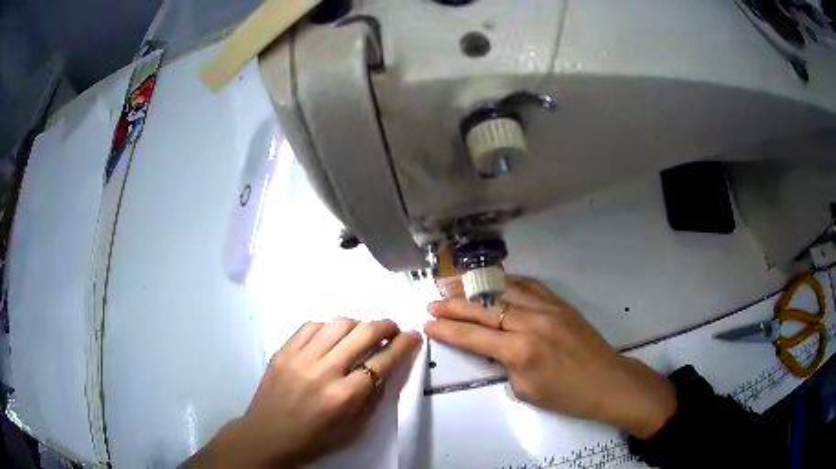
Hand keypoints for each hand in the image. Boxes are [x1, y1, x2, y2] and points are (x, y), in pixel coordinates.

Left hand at [188, 319, 421, 467]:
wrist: (267, 436)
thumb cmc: (314, 439)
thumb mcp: (353, 428)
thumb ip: (372, 397)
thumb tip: (385, 368)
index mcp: (344, 396)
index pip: (382, 361)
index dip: (403, 345)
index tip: (413, 335)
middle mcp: (324, 371)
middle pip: (363, 333)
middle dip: (385, 326)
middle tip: (392, 329)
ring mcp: (300, 357)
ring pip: (337, 324)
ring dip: (358, 323)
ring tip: (363, 332)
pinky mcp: (283, 351)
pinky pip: (311, 325)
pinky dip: (328, 326)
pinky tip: (332, 335)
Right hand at [425, 276, 675, 438]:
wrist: (607, 381)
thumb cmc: (566, 395)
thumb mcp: (526, 390)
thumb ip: (505, 364)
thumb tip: (496, 346)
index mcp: (521, 351)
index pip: (474, 337)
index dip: (447, 330)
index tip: (427, 324)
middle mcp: (532, 323)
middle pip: (485, 310)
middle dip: (454, 306)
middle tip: (432, 302)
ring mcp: (548, 308)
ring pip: (505, 290)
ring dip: (477, 288)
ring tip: (455, 285)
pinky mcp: (560, 303)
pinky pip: (530, 285)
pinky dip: (507, 282)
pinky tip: (495, 281)